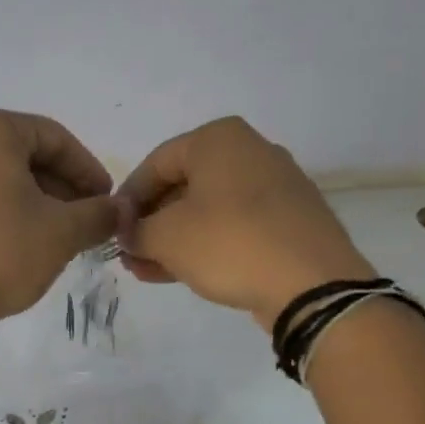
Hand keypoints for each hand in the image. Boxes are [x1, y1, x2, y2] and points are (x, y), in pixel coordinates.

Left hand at [0, 108, 118, 327]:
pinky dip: (5, 213)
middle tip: (87, 222)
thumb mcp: (62, 232)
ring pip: (1, 179)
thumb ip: (99, 214)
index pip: (56, 139)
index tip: (108, 203)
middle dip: (62, 189)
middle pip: (25, 156)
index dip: (89, 171)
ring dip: (36, 203)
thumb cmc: (0, 253)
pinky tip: (22, 245)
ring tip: (59, 238)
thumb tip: (121, 209)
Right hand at [118, 116, 372, 330]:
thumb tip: (128, 234)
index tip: (112, 230)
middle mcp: (251, 152)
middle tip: (129, 253)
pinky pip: (234, 227)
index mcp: (219, 139)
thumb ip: (137, 231)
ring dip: (173, 239)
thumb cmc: (230, 244)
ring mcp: (275, 187)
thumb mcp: (167, 237)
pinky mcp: (289, 221)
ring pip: (208, 210)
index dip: (127, 199)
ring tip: (146, 270)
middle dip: (151, 222)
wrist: (312, 284)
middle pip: (183, 185)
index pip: (155, 163)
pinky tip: (179, 272)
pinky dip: (205, 245)